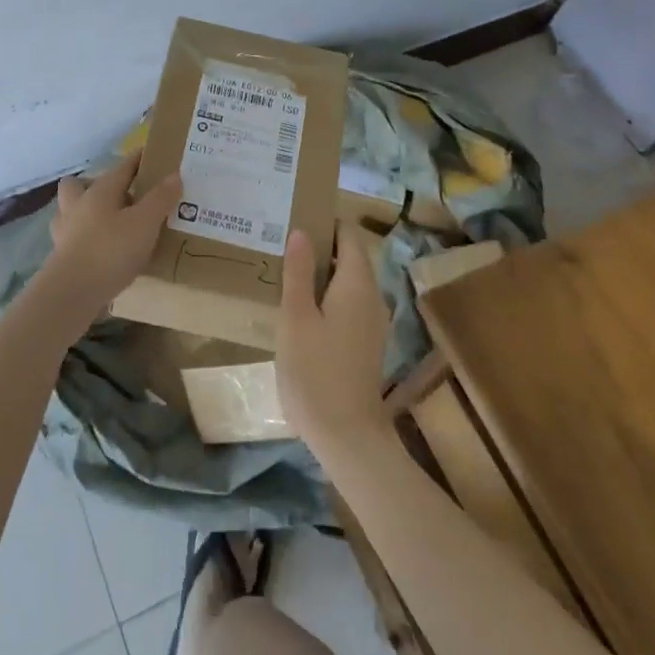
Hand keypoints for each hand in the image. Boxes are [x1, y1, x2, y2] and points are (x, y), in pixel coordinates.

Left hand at [38, 153, 183, 321]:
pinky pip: (74, 237)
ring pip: (72, 211)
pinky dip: (86, 239)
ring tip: (111, 223)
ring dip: (87, 213)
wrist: (72, 293)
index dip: (138, 160)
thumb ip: (160, 199)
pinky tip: (102, 250)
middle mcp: (78, 205)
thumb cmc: (110, 250)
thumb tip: (174, 175)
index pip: (121, 167)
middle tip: (122, 197)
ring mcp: (65, 231)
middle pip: (80, 184)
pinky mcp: (61, 256)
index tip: (151, 155)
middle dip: (97, 185)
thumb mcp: (145, 223)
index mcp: (100, 190)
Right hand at [277, 221, 391, 456]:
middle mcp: (373, 296)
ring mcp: (373, 322)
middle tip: (281, 244)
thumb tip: (301, 231)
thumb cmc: (315, 372)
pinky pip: (348, 303)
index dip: (324, 222)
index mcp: (358, 284)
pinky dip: (327, 296)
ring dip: (322, 273)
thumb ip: (299, 272)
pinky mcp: (367, 342)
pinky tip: (301, 309)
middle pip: (350, 256)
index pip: (348, 234)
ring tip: (285, 272)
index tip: (294, 218)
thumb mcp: (296, 318)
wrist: (347, 436)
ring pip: (348, 281)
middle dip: (319, 247)